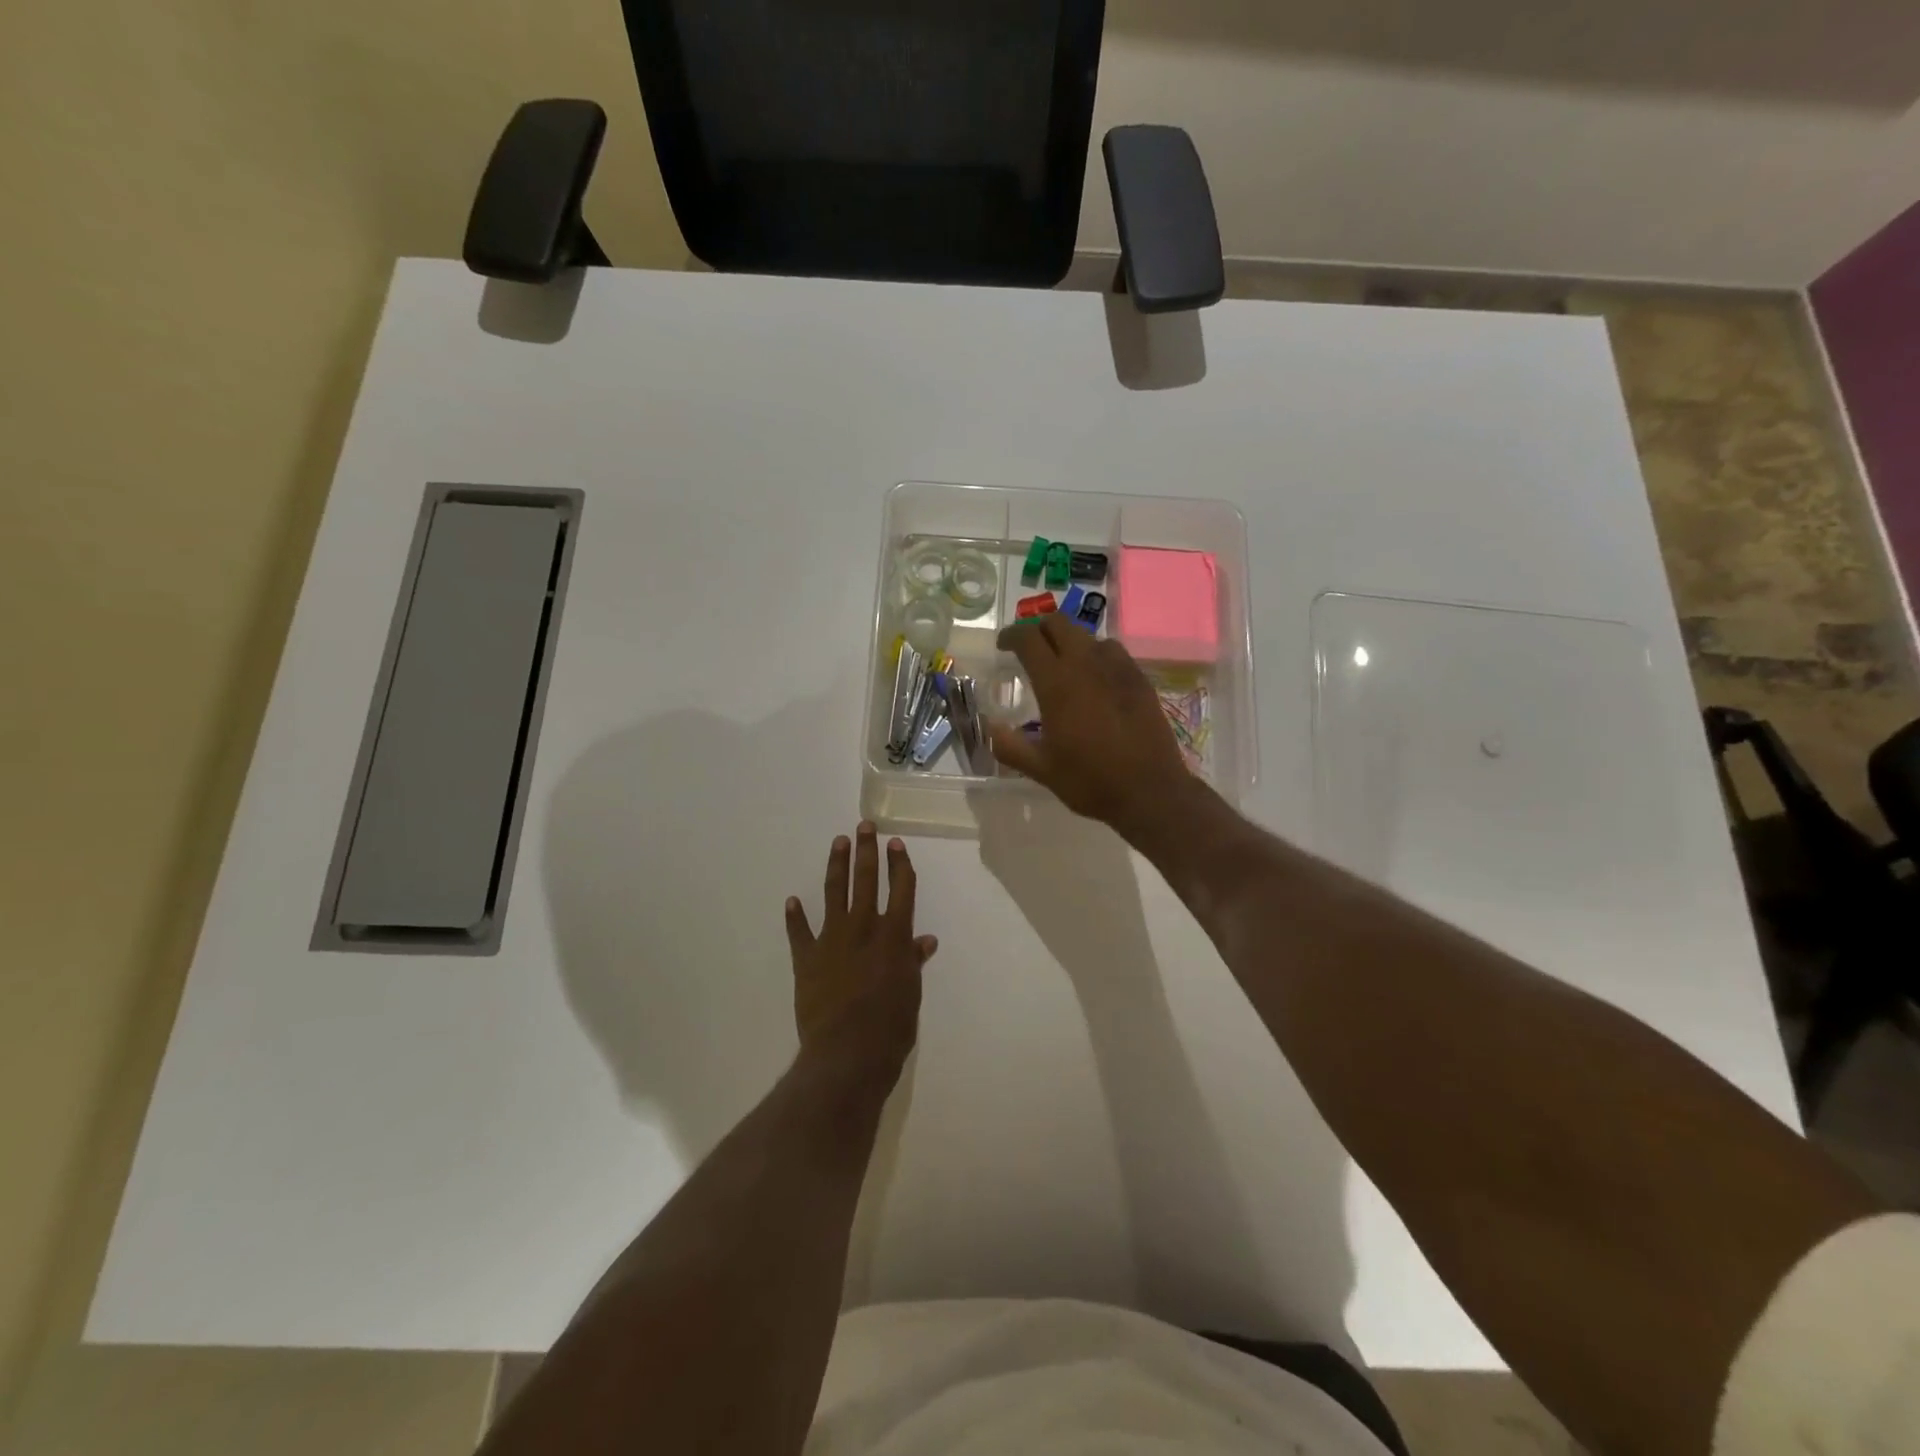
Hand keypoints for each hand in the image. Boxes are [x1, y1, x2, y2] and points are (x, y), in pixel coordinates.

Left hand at [785, 823, 936, 1086]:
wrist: (847, 1052)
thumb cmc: (890, 1026)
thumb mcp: (911, 992)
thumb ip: (913, 961)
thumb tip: (924, 940)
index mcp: (894, 935)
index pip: (901, 889)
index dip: (900, 864)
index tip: (896, 843)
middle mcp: (863, 927)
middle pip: (866, 880)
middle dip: (867, 851)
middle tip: (864, 826)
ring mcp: (832, 939)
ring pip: (834, 893)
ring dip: (836, 866)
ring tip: (838, 842)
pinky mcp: (806, 958)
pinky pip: (799, 932)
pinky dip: (795, 916)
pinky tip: (792, 900)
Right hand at [987, 616, 1194, 833]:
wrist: (1150, 791)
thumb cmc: (1090, 781)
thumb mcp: (1041, 769)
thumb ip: (1010, 746)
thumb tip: (990, 727)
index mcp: (1057, 683)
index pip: (1028, 639)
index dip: (1011, 636)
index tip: (1003, 645)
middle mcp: (1087, 665)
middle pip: (1059, 624)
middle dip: (1039, 629)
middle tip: (1030, 650)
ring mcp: (1118, 668)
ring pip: (1088, 636)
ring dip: (1069, 642)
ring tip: (1063, 664)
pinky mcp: (1140, 679)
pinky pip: (1113, 652)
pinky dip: (1096, 655)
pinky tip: (1096, 679)